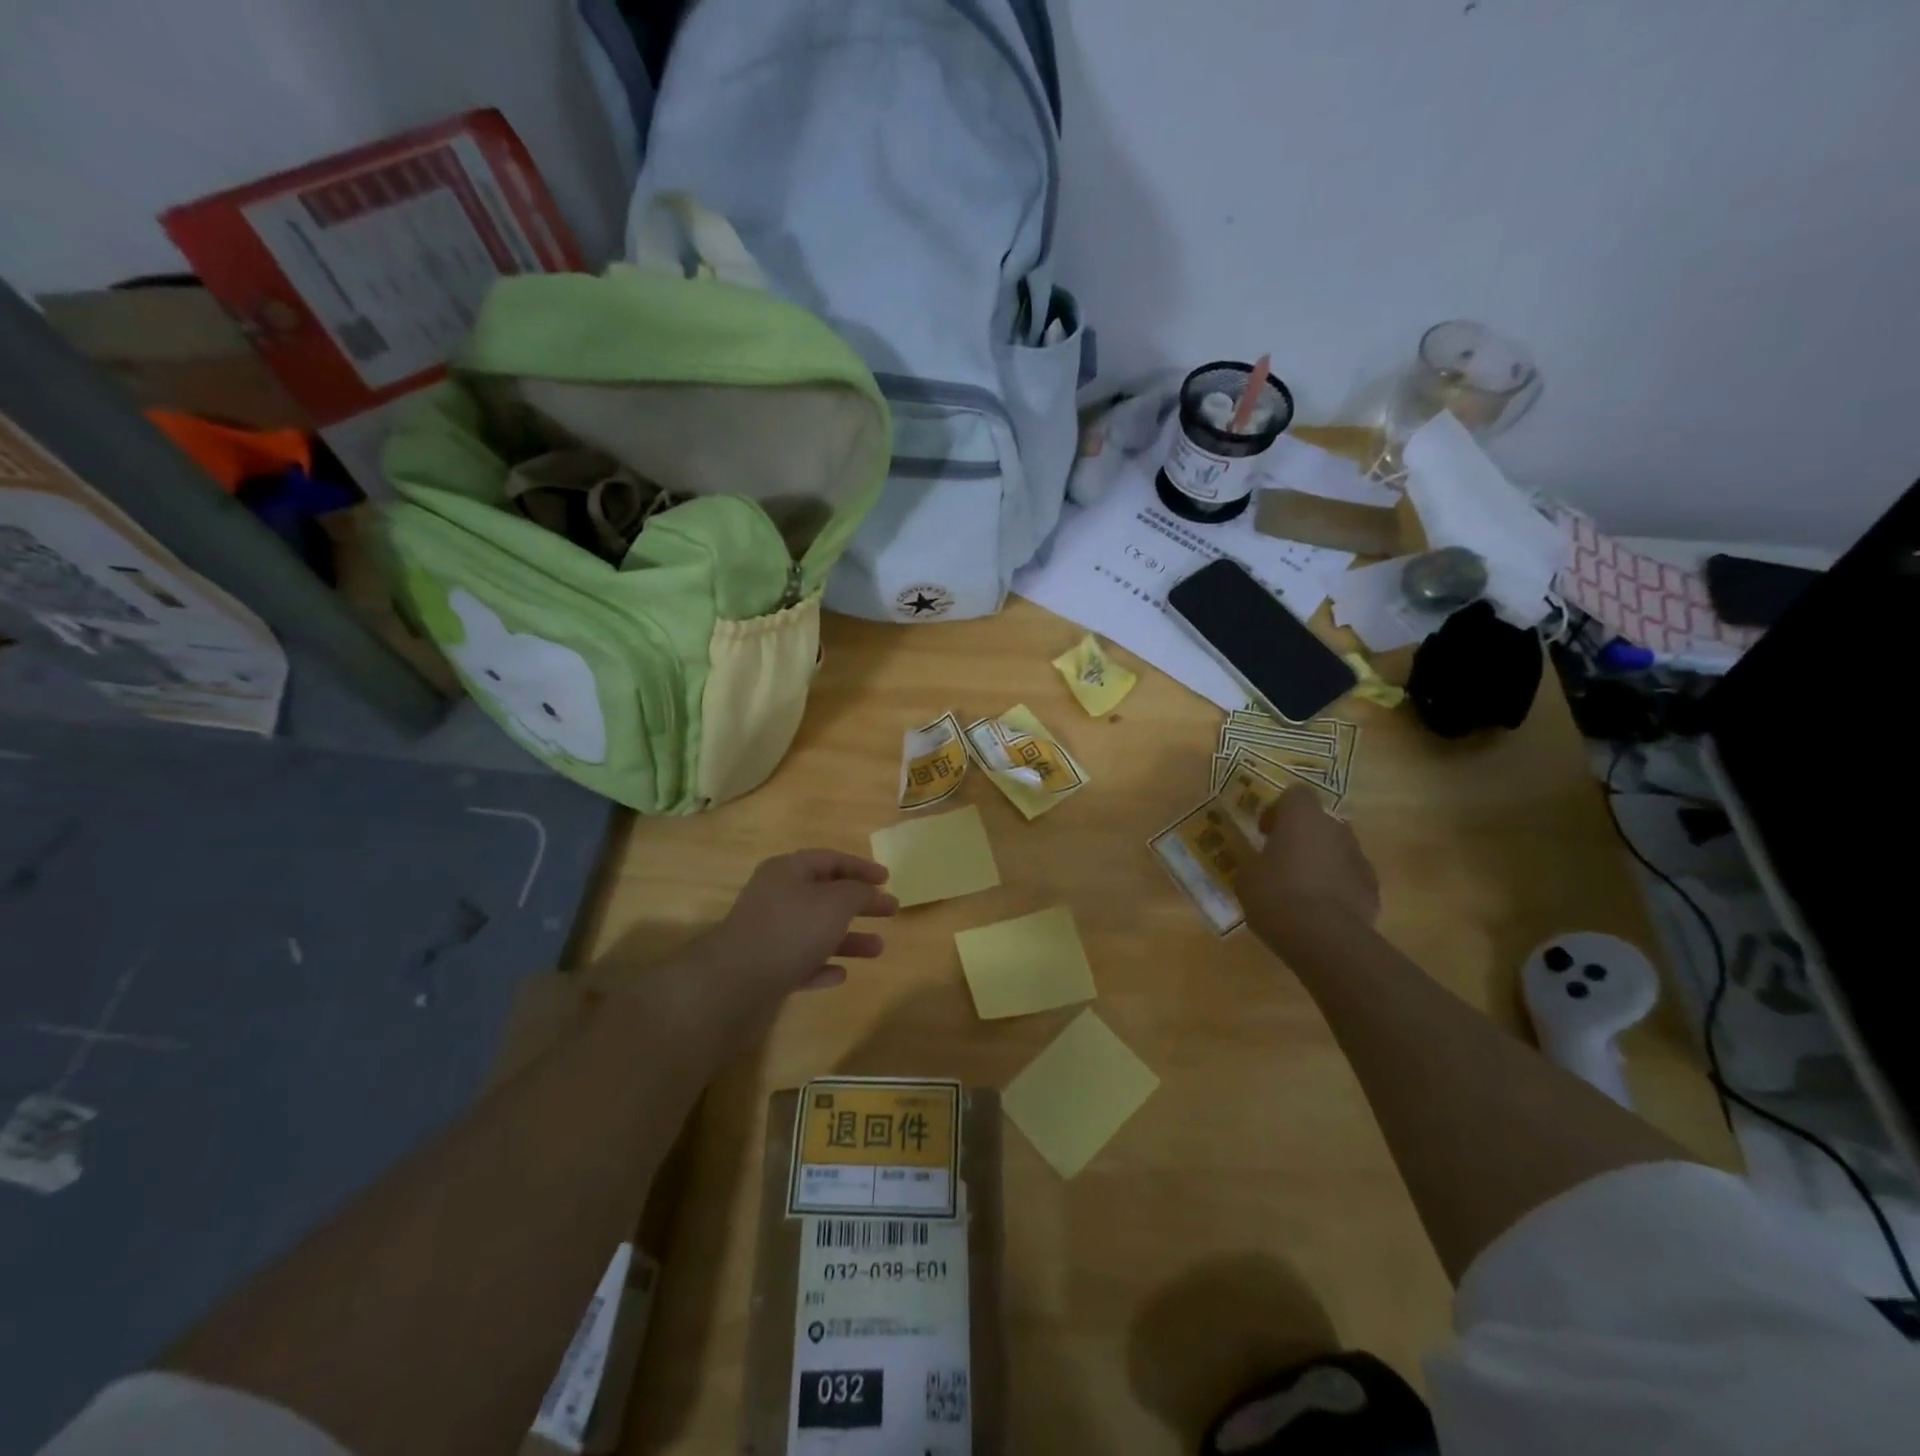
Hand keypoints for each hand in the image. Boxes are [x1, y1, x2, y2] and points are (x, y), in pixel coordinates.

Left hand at [658, 850, 897, 1050]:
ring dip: (848, 939)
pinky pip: (801, 960)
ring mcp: (768, 932)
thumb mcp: (835, 903)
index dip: (861, 867)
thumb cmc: (791, 930)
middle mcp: (776, 896)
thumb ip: (858, 893)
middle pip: (826, 895)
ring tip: (878, 949)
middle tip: (890, 911)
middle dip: (860, 904)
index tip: (888, 879)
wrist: (734, 980)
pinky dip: (822, 964)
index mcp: (789, 870)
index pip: (831, 859)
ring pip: (816, 930)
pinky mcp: (764, 965)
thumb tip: (868, 891)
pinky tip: (841, 975)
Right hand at [1234, 790, 1379, 959]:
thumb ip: (1255, 861)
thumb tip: (1260, 863)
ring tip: (1300, 888)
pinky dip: (1336, 886)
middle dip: (1301, 836)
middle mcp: (1336, 829)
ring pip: (1336, 849)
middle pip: (1319, 821)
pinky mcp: (1372, 888)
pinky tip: (1319, 909)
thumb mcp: (1247, 877)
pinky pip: (1350, 877)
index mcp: (1302, 817)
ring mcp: (1359, 858)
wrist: (1325, 939)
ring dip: (1320, 860)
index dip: (1278, 809)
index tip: (1264, 832)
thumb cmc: (1277, 896)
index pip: (1295, 793)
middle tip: (1280, 858)